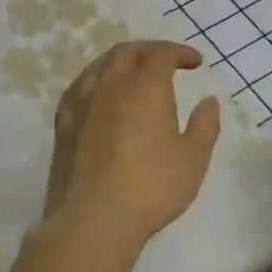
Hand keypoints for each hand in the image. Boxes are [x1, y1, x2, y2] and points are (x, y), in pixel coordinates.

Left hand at [42, 41, 221, 251]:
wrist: (92, 221)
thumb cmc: (151, 188)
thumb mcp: (193, 159)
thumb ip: (205, 125)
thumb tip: (209, 101)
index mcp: (145, 88)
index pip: (161, 54)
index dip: (180, 52)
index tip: (195, 62)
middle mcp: (110, 85)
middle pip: (128, 52)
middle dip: (150, 50)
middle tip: (167, 61)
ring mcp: (81, 103)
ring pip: (100, 65)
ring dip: (122, 61)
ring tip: (134, 73)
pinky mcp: (63, 124)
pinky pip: (79, 87)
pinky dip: (96, 80)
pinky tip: (100, 94)